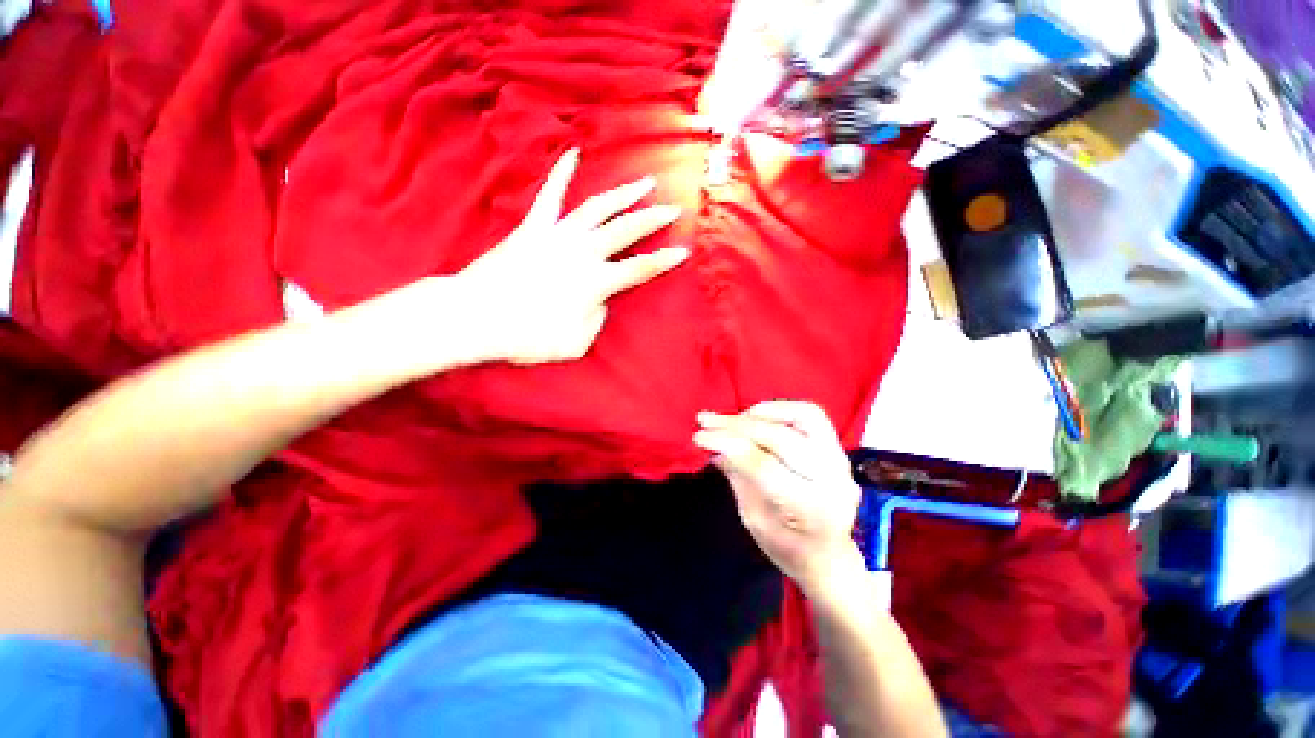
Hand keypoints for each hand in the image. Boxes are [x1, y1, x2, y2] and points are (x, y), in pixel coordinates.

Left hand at [456, 148, 687, 364]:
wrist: (475, 317)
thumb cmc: (526, 337)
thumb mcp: (573, 345)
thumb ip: (595, 322)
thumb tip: (599, 302)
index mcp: (594, 282)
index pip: (639, 268)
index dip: (664, 261)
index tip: (684, 251)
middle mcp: (581, 253)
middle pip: (626, 230)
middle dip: (654, 218)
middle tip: (674, 207)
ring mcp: (557, 235)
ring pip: (598, 208)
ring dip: (624, 194)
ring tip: (644, 181)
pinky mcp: (533, 228)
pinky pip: (550, 196)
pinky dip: (561, 174)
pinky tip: (573, 154)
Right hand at [694, 401, 864, 596]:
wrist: (828, 557)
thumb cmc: (786, 546)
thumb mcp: (753, 518)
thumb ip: (737, 476)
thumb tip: (714, 444)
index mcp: (807, 508)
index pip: (761, 464)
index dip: (726, 444)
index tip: (699, 436)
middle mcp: (831, 479)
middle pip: (779, 437)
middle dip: (736, 425)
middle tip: (707, 422)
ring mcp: (840, 460)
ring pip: (802, 415)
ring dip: (762, 412)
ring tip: (735, 418)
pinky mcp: (838, 448)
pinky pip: (810, 415)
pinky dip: (779, 410)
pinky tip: (757, 417)